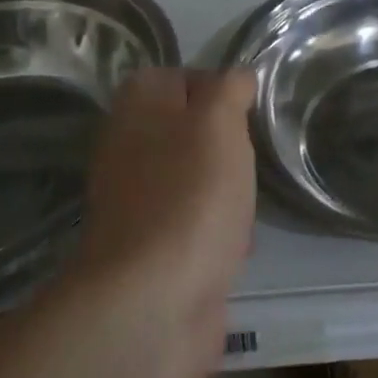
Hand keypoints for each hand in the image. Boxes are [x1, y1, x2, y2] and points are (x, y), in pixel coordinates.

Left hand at [71, 67, 256, 366]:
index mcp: (136, 108)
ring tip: (248, 198)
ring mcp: (135, 202)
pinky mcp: (148, 249)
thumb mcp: (219, 121)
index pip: (178, 76)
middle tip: (251, 152)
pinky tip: (235, 243)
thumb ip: (229, 88)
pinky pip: (192, 223)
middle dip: (225, 142)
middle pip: (186, 129)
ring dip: (224, 186)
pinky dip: (216, 229)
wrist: (153, 301)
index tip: (247, 108)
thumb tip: (236, 79)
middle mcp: (127, 148)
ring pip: (192, 176)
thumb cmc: (191, 194)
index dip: (216, 86)